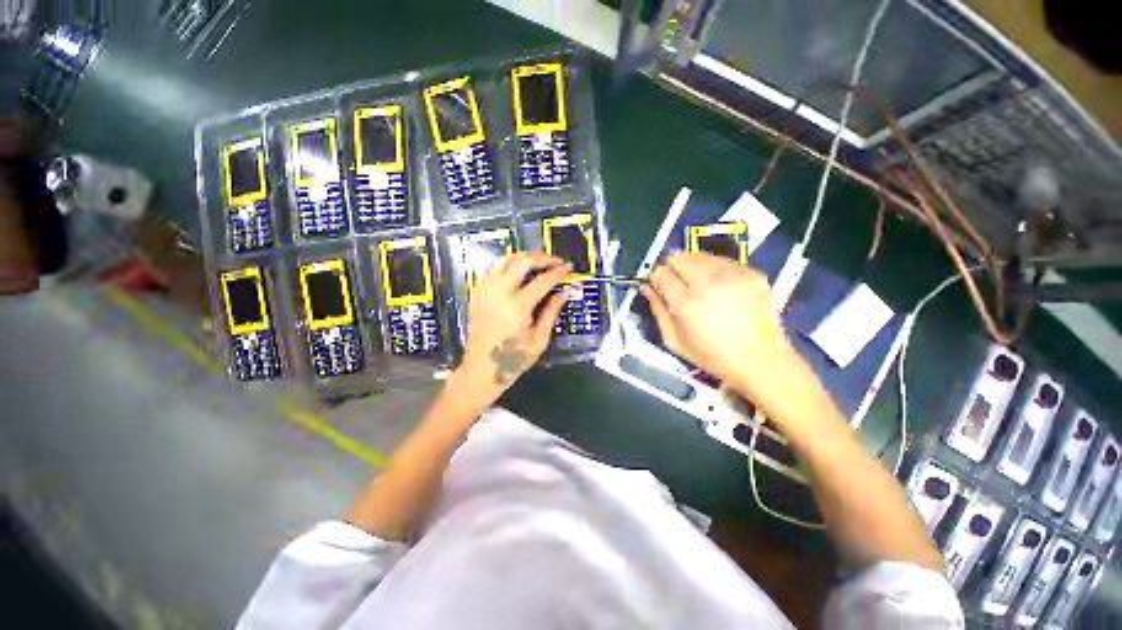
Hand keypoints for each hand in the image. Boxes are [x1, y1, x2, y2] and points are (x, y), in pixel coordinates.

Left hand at [455, 253, 570, 400]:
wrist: (482, 369)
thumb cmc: (514, 359)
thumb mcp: (539, 339)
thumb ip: (551, 312)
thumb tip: (564, 293)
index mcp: (517, 307)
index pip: (542, 281)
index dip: (557, 272)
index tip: (568, 268)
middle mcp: (499, 294)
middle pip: (522, 262)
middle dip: (542, 258)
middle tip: (555, 262)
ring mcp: (485, 292)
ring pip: (504, 260)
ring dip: (523, 257)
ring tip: (537, 262)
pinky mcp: (478, 294)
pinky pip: (490, 269)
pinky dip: (505, 263)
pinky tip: (515, 269)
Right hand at [645, 253, 810, 408]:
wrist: (761, 360)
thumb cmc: (712, 356)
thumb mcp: (674, 341)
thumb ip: (658, 311)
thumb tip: (647, 288)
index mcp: (686, 302)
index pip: (661, 273)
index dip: (655, 276)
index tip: (657, 283)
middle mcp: (708, 282)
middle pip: (680, 258)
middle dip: (672, 267)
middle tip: (676, 281)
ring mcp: (733, 275)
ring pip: (701, 255)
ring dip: (692, 264)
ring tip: (696, 281)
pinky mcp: (752, 273)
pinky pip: (724, 261)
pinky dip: (714, 267)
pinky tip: (717, 283)